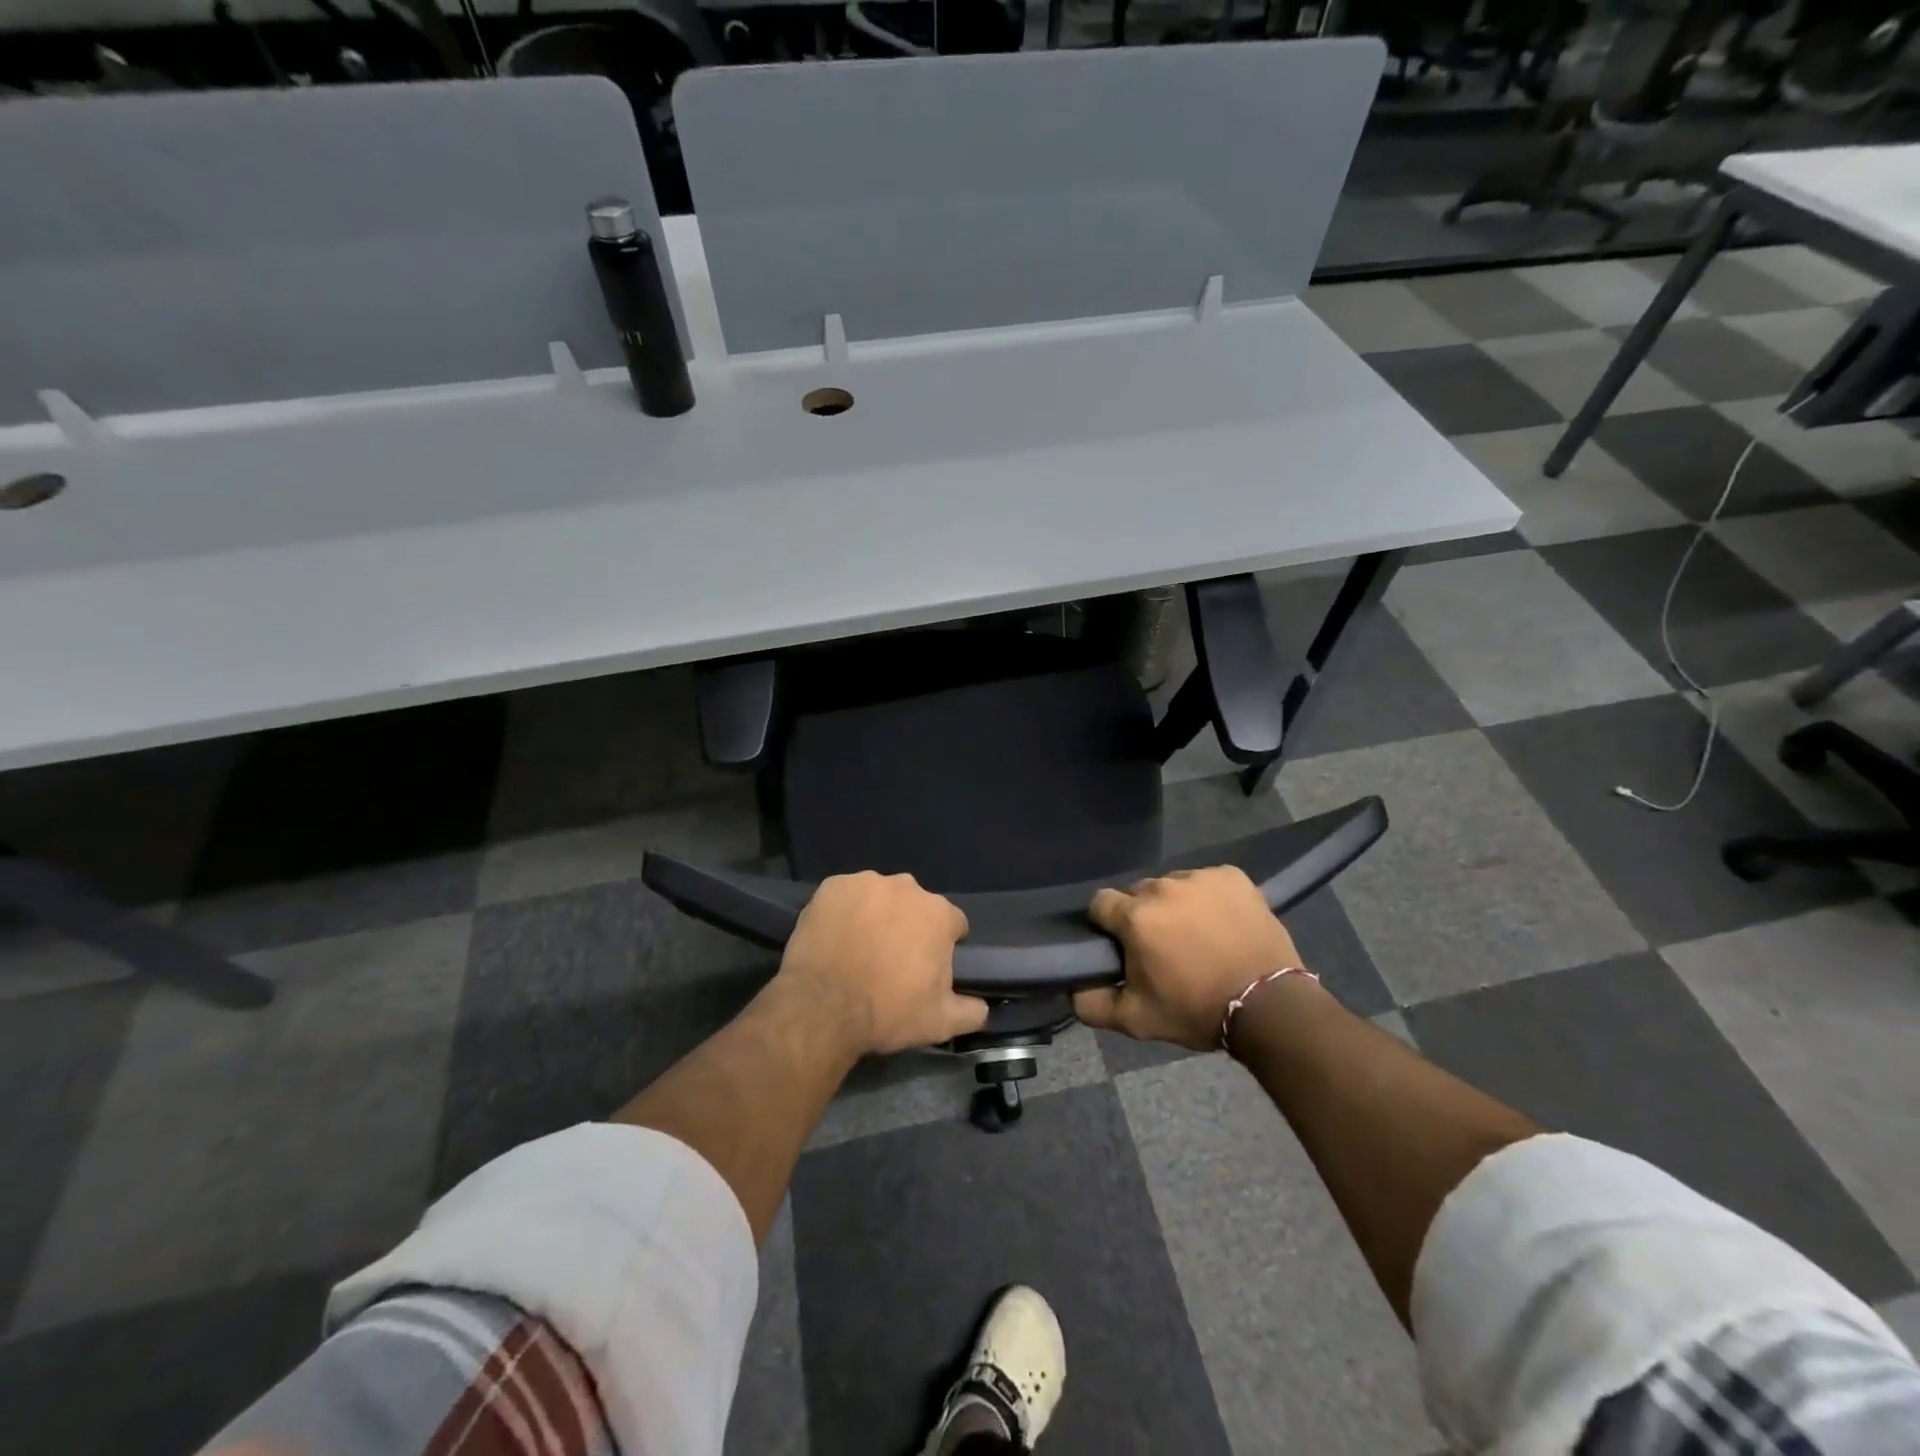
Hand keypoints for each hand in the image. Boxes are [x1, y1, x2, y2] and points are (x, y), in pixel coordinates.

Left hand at [777, 871, 988, 1056]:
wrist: (823, 1007)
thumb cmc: (887, 1011)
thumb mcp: (940, 1023)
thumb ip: (971, 1011)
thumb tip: (982, 1006)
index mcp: (938, 914)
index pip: (953, 924)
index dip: (943, 946)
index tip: (927, 968)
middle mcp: (907, 888)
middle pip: (915, 906)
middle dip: (908, 927)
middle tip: (891, 961)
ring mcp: (866, 882)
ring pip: (879, 897)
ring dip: (875, 916)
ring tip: (859, 949)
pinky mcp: (832, 886)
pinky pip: (845, 895)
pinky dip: (843, 911)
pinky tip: (835, 937)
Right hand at [1073, 866, 1306, 1050]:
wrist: (1270, 1006)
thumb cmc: (1197, 1010)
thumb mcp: (1137, 1020)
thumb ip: (1093, 1004)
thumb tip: (1072, 989)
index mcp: (1135, 916)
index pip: (1101, 903)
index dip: (1106, 923)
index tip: (1121, 944)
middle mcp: (1163, 887)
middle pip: (1138, 892)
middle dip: (1143, 914)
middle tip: (1162, 945)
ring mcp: (1201, 877)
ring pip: (1172, 884)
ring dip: (1175, 904)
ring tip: (1196, 934)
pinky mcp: (1232, 876)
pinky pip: (1206, 880)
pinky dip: (1208, 897)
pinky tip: (1221, 922)